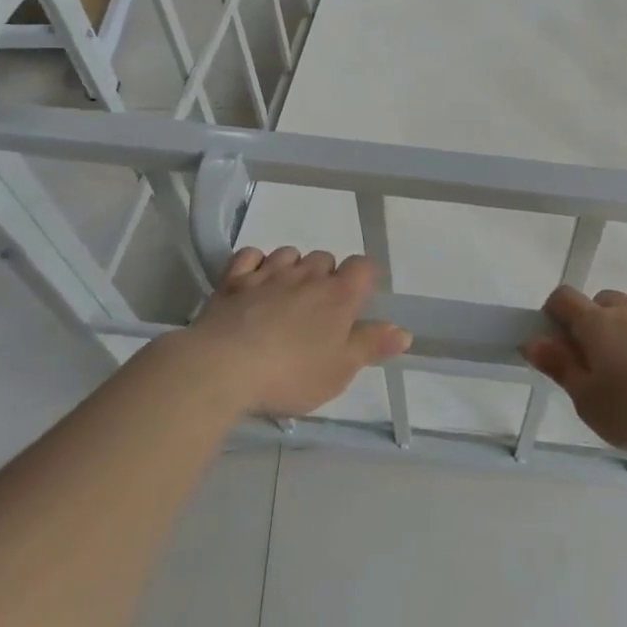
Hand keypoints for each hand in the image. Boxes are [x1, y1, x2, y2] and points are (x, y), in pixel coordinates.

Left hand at [187, 247, 410, 416]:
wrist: (222, 368)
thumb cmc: (290, 373)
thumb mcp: (340, 370)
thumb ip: (371, 345)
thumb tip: (404, 331)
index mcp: (338, 295)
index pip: (363, 266)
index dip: (363, 279)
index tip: (356, 303)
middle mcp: (307, 275)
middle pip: (325, 258)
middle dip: (325, 277)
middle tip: (317, 312)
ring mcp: (268, 273)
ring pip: (289, 253)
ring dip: (292, 268)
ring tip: (285, 297)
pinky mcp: (233, 280)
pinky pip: (250, 256)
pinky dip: (255, 264)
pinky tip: (253, 282)